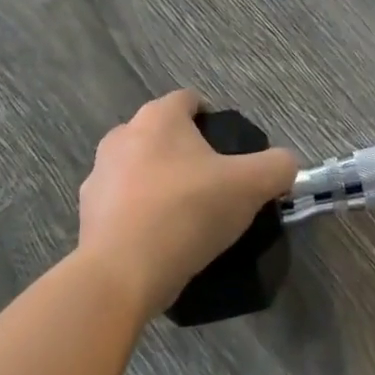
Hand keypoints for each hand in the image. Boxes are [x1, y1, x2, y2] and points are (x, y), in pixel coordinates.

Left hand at [78, 90, 299, 316]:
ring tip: (185, 216)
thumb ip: (278, 167)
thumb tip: (287, 164)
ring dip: (159, 182)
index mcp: (158, 117)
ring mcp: (99, 174)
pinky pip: (122, 203)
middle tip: (213, 184)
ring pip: (139, 168)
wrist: (121, 274)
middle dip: (186, 152)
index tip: (229, 150)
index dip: (212, 118)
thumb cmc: (187, 212)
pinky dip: (139, 214)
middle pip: (163, 134)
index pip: (189, 100)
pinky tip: (160, 240)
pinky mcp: (86, 213)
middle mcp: (122, 135)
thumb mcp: (250, 186)